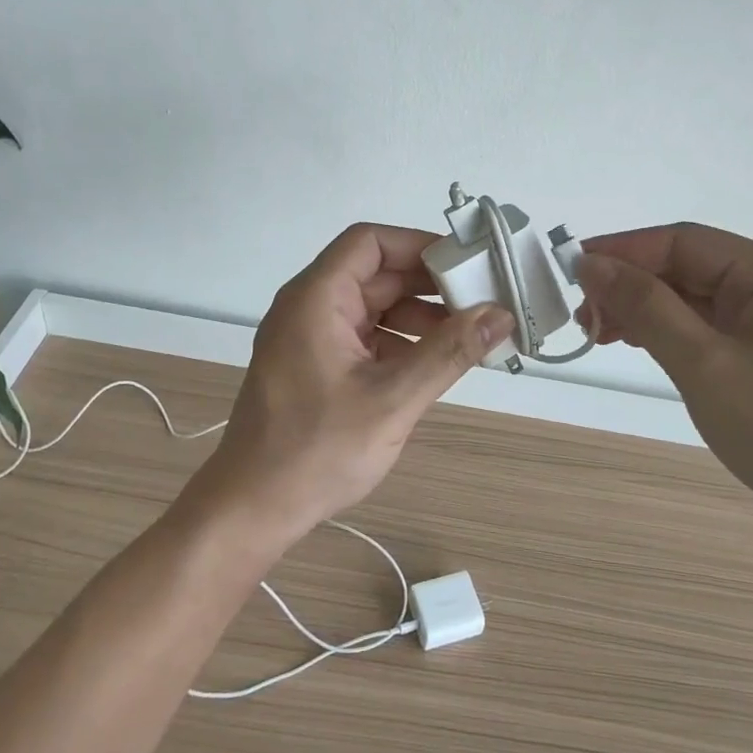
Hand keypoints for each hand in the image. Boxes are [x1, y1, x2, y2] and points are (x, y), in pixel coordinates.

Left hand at [185, 224, 514, 551]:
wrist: (251, 510)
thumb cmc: (316, 451)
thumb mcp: (391, 399)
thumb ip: (448, 353)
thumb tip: (500, 315)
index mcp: (316, 298)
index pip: (370, 242)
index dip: (419, 245)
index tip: (466, 264)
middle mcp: (310, 307)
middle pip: (376, 273)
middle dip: (429, 285)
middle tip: (482, 301)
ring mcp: (311, 337)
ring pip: (374, 306)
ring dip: (419, 316)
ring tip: (467, 337)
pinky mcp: (316, 365)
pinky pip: (365, 336)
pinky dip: (400, 342)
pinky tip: (434, 364)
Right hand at [577, 225, 752, 541]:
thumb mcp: (705, 364)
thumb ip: (645, 307)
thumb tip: (590, 263)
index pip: (684, 242)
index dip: (623, 252)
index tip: (571, 272)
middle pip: (691, 269)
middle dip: (633, 287)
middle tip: (584, 318)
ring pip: (699, 301)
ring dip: (648, 312)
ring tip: (600, 334)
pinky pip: (715, 330)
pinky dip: (674, 334)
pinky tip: (643, 346)